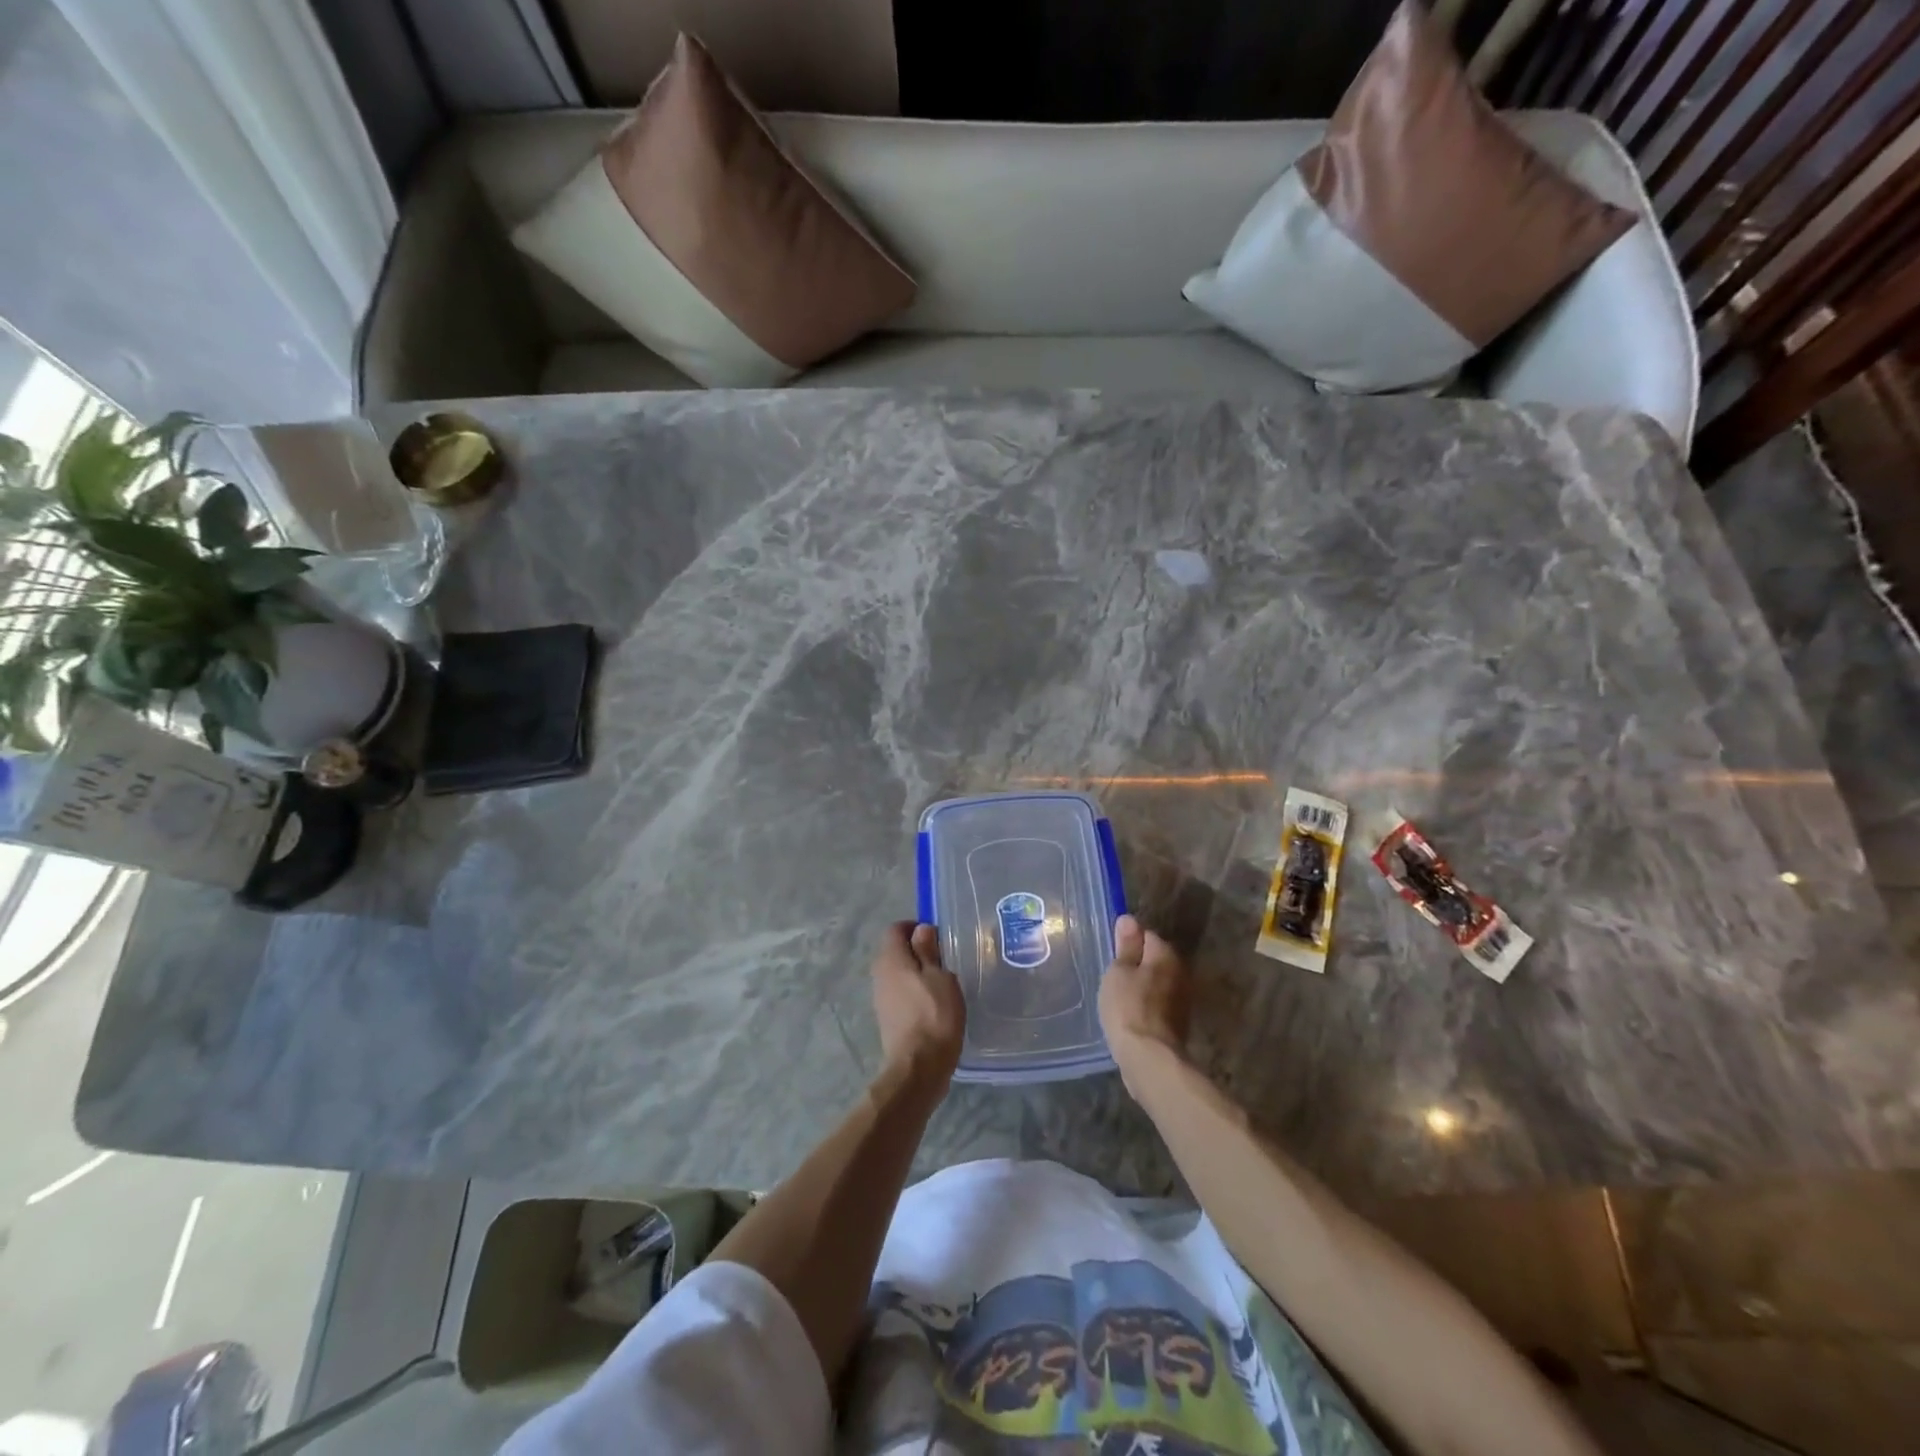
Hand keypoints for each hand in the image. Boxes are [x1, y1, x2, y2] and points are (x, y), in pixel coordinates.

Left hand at [871, 922, 965, 1092]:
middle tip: (945, 959)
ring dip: (917, 972)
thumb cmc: (934, 1015)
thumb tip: (921, 929)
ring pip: (898, 973)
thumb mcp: (940, 976)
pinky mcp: (887, 1018)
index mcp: (891, 959)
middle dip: (918, 950)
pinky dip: (915, 992)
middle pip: (895, 951)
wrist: (918, 1067)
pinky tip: (934, 1004)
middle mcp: (879, 974)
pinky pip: (900, 993)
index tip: (938, 937)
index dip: (916, 927)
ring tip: (943, 982)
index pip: (896, 929)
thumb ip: (928, 950)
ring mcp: (881, 998)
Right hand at [1100, 914, 1189, 1088]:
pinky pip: (1158, 1004)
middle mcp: (1180, 972)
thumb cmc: (1128, 1007)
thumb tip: (1129, 919)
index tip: (1111, 954)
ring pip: (1157, 983)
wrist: (1149, 1059)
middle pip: (1155, 959)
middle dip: (1137, 964)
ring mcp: (1182, 999)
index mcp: (1166, 955)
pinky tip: (1130, 1014)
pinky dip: (1146, 1005)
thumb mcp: (1118, 971)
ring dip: (1142, 986)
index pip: (1147, 935)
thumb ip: (1125, 946)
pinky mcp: (1178, 1023)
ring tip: (1118, 995)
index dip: (1128, 942)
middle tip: (1112, 975)